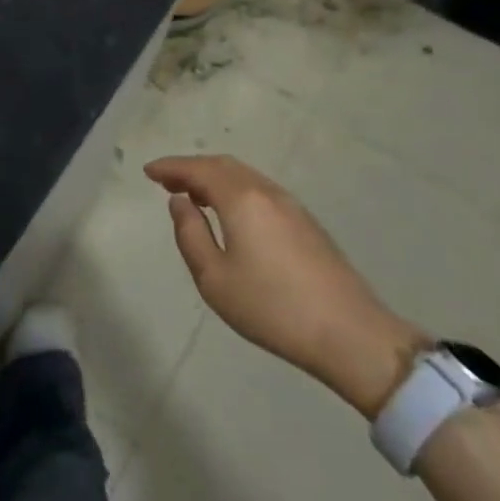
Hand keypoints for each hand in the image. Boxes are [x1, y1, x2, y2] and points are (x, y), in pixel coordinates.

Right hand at [145, 154, 424, 418]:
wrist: (351, 335)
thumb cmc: (272, 307)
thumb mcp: (214, 278)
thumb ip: (190, 234)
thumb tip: (180, 203)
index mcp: (241, 199)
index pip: (198, 169)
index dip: (171, 166)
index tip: (148, 171)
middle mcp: (267, 192)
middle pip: (223, 166)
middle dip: (192, 168)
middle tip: (167, 181)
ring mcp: (292, 206)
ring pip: (245, 176)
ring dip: (215, 178)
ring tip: (193, 195)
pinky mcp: (307, 223)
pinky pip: (260, 190)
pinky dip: (235, 190)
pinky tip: (230, 212)